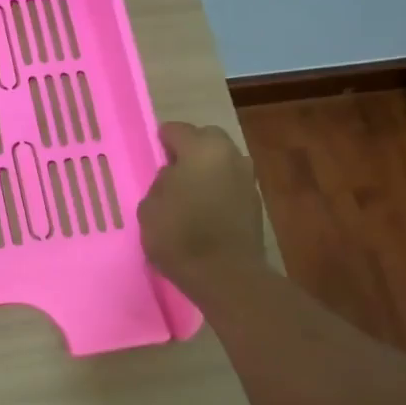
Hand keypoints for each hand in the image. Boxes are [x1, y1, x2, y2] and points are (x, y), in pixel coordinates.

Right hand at [138, 122, 266, 298]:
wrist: (225, 273)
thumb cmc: (179, 235)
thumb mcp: (149, 207)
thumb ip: (161, 184)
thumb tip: (174, 177)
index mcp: (201, 149)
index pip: (177, 130)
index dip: (163, 139)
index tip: (155, 150)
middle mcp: (230, 155)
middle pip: (207, 139)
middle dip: (191, 148)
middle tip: (174, 168)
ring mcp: (247, 178)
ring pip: (223, 161)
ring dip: (208, 169)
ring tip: (191, 190)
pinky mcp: (256, 202)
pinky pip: (232, 184)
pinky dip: (220, 189)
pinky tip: (206, 208)